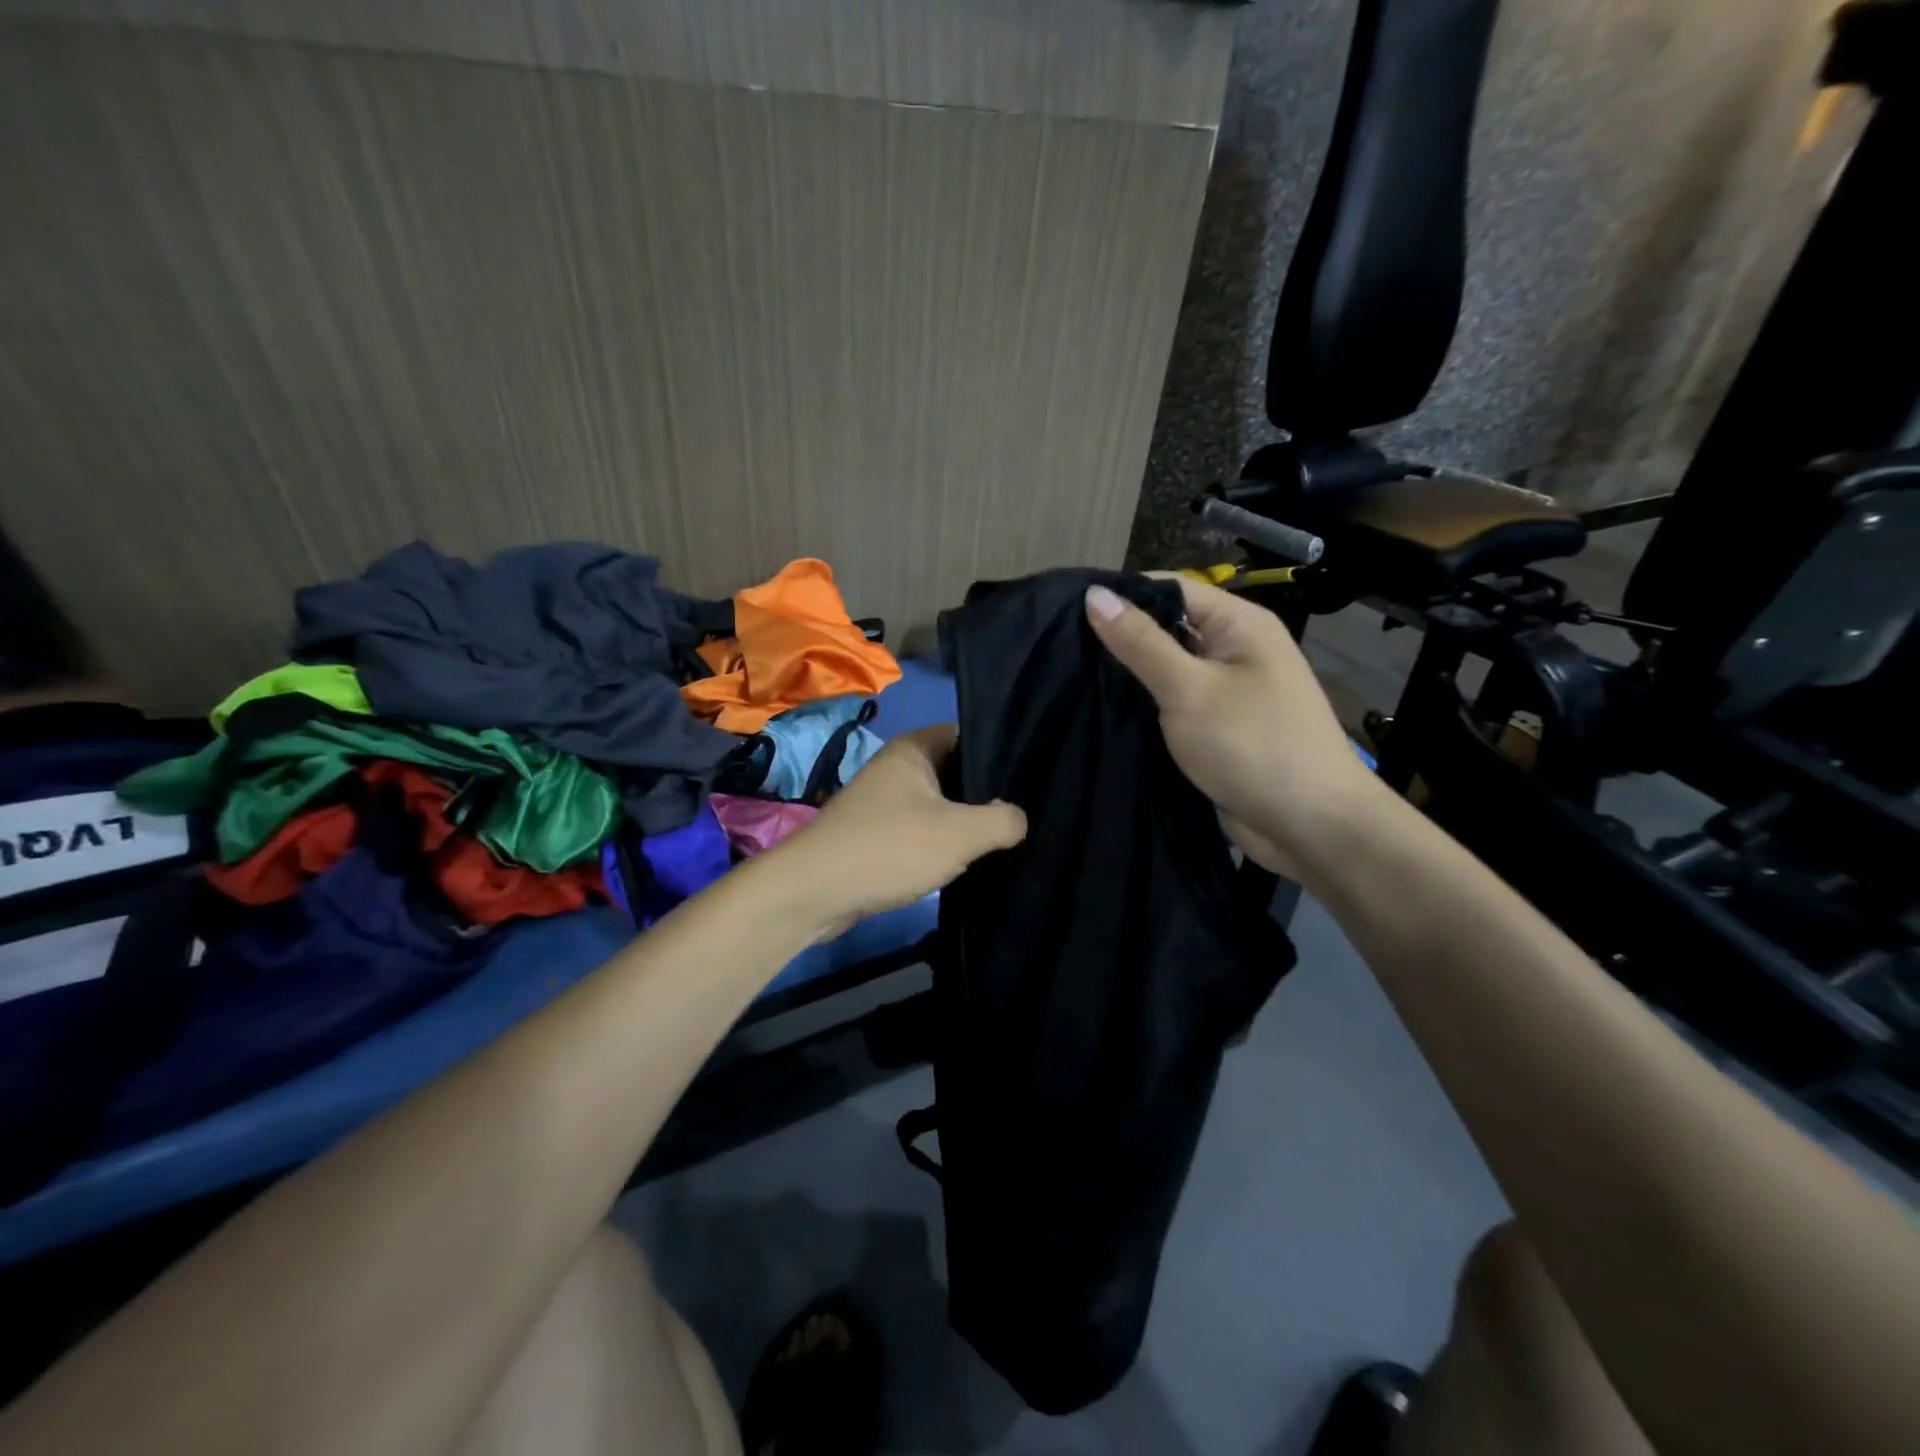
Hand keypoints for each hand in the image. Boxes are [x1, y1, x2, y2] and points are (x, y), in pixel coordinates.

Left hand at [764, 725, 1026, 931]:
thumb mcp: (959, 833)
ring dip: (967, 822)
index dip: (1002, 752)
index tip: (1035, 776)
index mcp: (914, 748)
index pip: (969, 735)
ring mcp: (884, 802)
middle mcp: (897, 767)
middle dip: (988, 793)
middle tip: (1028, 812)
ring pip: (940, 804)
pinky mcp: (878, 835)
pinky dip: (943, 843)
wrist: (813, 893)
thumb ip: (1002, 820)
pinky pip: (922, 830)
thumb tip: (1020, 818)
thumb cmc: (889, 848)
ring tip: (1008, 837)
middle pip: (957, 771)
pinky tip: (969, 860)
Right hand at [1084, 576, 1381, 880]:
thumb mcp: (1190, 690)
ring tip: (1068, 675)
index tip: (1065, 609)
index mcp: (1239, 624)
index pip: (1170, 589)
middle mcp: (1232, 650)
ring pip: (1164, 670)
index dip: (1122, 595)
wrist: (1311, 827)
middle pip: (1166, 628)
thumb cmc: (1254, 746)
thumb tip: (1095, 594)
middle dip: (1118, 637)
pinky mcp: (1214, 728)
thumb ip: (1141, 643)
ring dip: (1126, 675)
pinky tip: (1100, 709)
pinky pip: (1170, 705)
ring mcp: (1224, 691)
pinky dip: (1141, 706)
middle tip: (1059, 646)